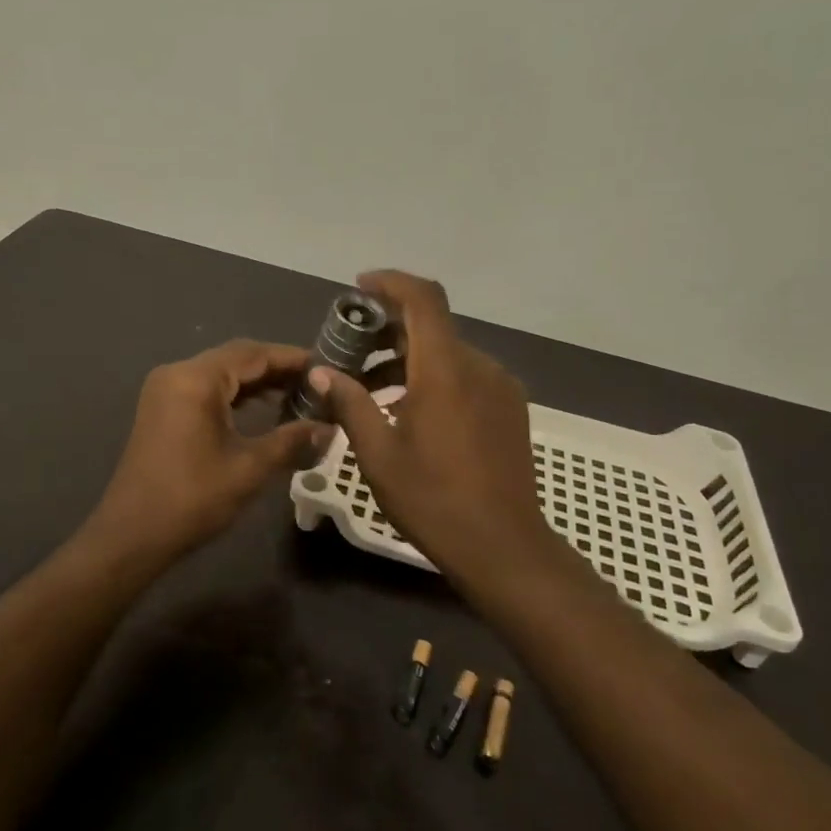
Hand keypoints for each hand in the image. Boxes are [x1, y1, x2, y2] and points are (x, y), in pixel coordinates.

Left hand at [90, 340, 325, 563]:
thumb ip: (291, 441)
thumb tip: (329, 429)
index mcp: (196, 379)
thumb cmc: (192, 498)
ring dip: (256, 382)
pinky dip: (234, 395)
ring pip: (220, 374)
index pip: (253, 354)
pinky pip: (205, 389)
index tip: (326, 366)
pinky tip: (262, 410)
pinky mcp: (162, 409)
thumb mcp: (249, 469)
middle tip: (317, 383)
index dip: (292, 358)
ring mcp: (165, 390)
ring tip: (297, 396)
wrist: (132, 535)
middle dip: (276, 369)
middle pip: (236, 358)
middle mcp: (177, 373)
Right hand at [312, 271, 561, 590]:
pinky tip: (410, 412)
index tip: (358, 288)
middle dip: (387, 330)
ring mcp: (500, 387)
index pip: (422, 299)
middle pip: (431, 326)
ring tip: (370, 392)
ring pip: (447, 353)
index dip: (390, 283)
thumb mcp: (378, 454)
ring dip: (408, 359)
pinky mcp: (510, 409)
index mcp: (445, 370)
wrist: (504, 547)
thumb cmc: (433, 500)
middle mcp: (479, 366)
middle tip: (349, 354)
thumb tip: (320, 372)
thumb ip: (349, 403)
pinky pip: (466, 376)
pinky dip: (433, 378)